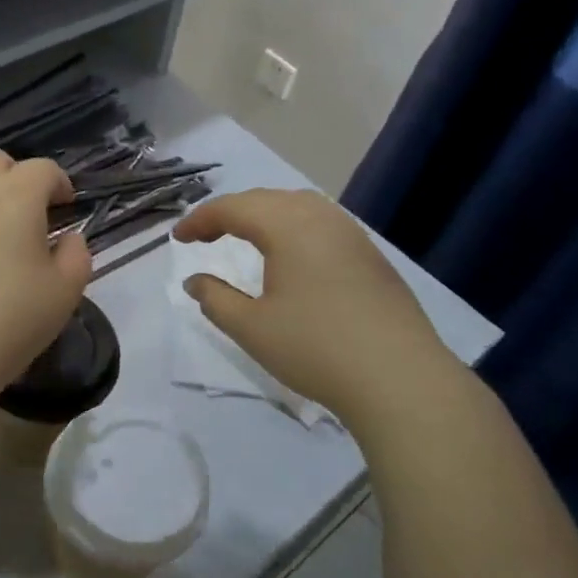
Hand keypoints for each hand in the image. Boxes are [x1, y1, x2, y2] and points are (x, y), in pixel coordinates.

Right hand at [174, 189, 445, 419]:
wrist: (400, 378)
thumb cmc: (315, 349)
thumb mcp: (251, 328)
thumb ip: (215, 299)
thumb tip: (194, 281)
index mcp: (288, 226)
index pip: (233, 208)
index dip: (200, 220)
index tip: (177, 239)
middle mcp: (321, 218)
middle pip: (266, 199)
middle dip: (229, 212)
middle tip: (204, 236)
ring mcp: (352, 234)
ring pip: (298, 206)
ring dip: (264, 215)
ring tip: (244, 237)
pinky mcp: (371, 255)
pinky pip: (322, 223)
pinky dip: (292, 227)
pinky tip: (290, 255)